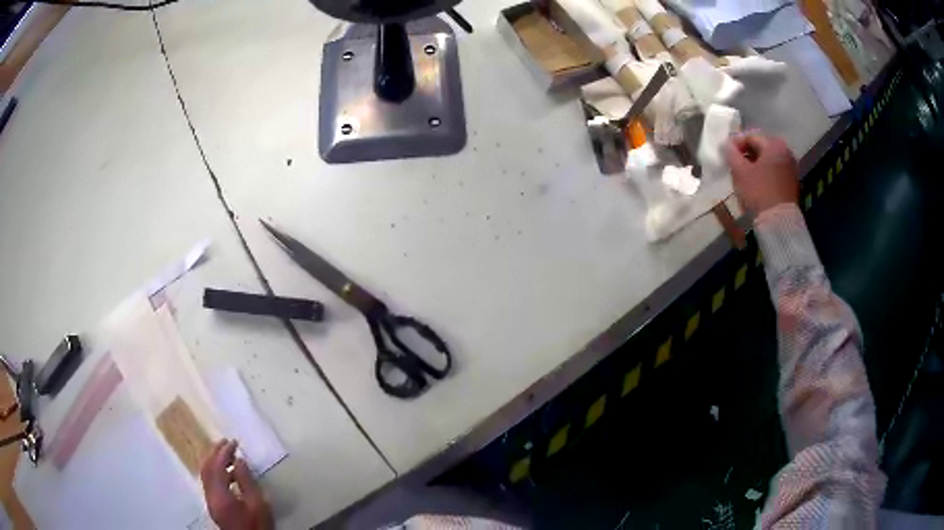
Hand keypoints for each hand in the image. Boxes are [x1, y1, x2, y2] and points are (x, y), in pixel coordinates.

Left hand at [200, 439, 272, 529]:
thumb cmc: (257, 525)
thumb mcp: (258, 504)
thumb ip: (247, 481)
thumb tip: (239, 461)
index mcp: (220, 495)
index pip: (217, 466)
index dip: (224, 452)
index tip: (234, 442)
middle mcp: (210, 495)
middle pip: (206, 468)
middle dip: (214, 452)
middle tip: (225, 441)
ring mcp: (209, 500)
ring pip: (205, 474)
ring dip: (214, 461)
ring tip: (227, 454)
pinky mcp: (213, 505)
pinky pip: (209, 482)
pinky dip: (215, 472)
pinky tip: (228, 472)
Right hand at [724, 131, 798, 214]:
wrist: (779, 221)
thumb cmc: (759, 191)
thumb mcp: (740, 171)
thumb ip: (731, 153)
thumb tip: (727, 144)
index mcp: (774, 144)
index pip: (750, 136)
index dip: (735, 144)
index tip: (726, 154)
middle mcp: (786, 151)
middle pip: (761, 147)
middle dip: (746, 154)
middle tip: (734, 165)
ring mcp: (791, 167)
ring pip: (768, 160)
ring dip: (755, 164)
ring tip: (744, 175)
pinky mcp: (792, 182)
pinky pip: (775, 170)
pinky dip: (764, 173)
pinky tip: (756, 183)